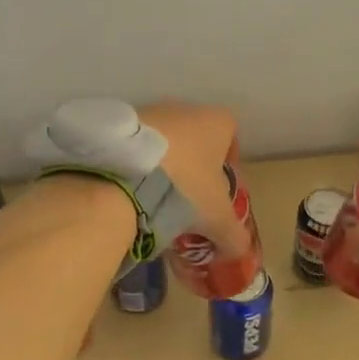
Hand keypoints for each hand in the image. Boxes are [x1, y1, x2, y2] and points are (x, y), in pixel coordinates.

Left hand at [137, 101, 252, 257]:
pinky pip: (135, 144)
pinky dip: (136, 162)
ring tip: (155, 195)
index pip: (230, 133)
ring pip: (163, 138)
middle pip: (195, 135)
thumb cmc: (184, 189)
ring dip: (163, 162)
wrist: (122, 178)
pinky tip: (131, 187)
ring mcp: (148, 112)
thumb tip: (240, 251)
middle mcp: (183, 108)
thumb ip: (233, 236)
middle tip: (187, 195)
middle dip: (193, 163)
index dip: (228, 158)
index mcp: (215, 123)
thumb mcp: (216, 219)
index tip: (219, 185)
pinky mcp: (118, 124)